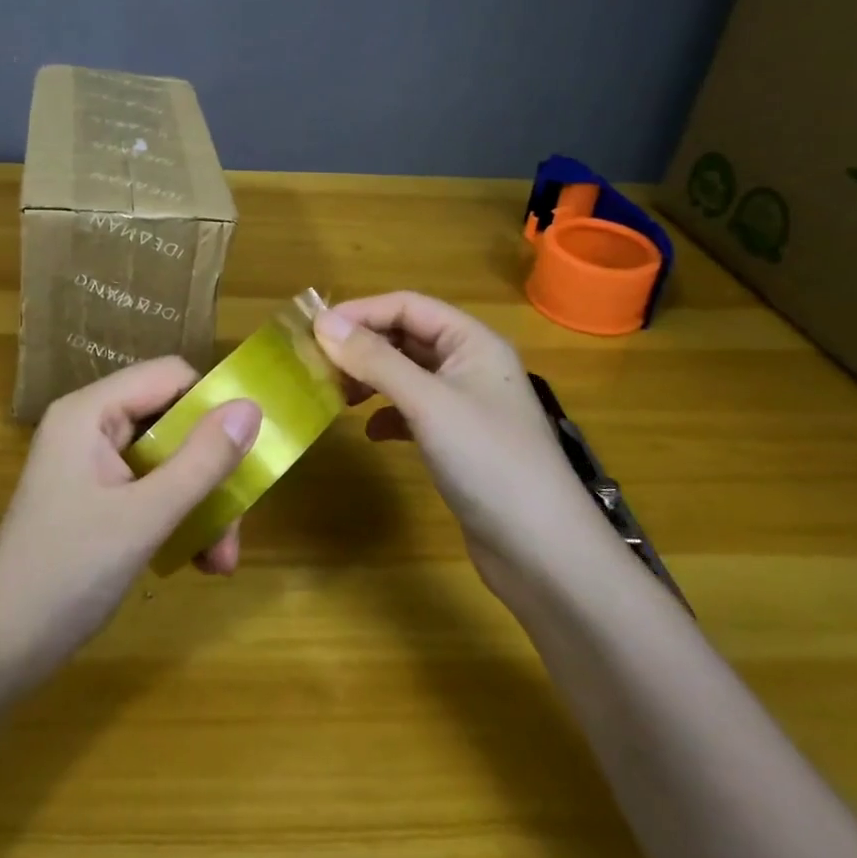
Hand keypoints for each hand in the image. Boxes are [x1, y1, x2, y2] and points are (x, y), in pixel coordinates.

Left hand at [0, 358, 259, 692]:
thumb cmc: (66, 574)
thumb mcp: (145, 517)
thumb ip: (202, 460)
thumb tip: (252, 407)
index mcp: (91, 412)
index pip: (169, 376)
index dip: (213, 403)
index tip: (249, 447)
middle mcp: (91, 427)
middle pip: (173, 422)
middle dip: (211, 472)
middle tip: (236, 525)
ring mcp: (92, 465)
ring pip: (168, 461)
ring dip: (201, 505)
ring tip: (221, 561)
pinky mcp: (96, 499)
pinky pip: (152, 490)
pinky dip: (178, 520)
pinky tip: (198, 563)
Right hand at [314, 292, 618, 599]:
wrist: (542, 551)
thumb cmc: (487, 460)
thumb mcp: (426, 402)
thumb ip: (375, 359)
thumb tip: (322, 323)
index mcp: (473, 342)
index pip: (408, 306)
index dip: (361, 312)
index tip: (314, 330)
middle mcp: (471, 365)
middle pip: (407, 336)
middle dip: (363, 345)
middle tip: (318, 365)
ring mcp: (467, 405)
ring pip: (407, 374)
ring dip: (371, 378)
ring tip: (338, 395)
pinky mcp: (460, 441)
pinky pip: (414, 411)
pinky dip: (388, 414)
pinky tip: (372, 433)